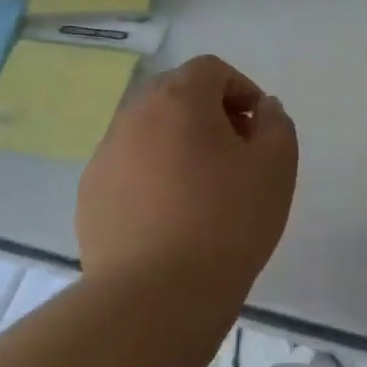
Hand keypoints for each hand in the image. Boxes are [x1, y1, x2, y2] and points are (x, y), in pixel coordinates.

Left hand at [77, 55, 298, 294]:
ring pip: (149, 131)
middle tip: (235, 153)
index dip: (241, 89)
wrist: (156, 297)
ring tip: (202, 189)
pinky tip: (170, 217)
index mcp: (179, 99)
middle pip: (175, 94)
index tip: (258, 128)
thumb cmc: (226, 222)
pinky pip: (128, 167)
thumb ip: (277, 123)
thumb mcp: (276, 166)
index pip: (210, 69)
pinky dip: (152, 175)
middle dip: (209, 113)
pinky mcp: (90, 195)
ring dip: (178, 144)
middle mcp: (134, 116)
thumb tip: (263, 109)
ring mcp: (105, 156)